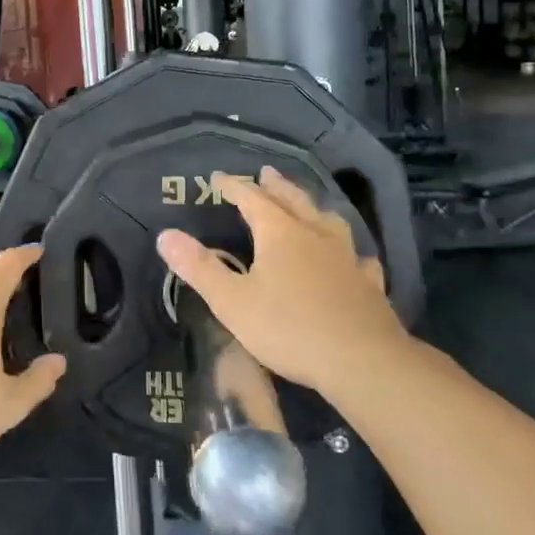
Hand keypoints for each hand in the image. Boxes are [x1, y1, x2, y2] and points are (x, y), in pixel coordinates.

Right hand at [156, 166, 405, 400]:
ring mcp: (346, 258)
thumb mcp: (232, 301)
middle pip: (293, 201)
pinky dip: (350, 252)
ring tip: (309, 206)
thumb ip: (199, 268)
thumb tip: (166, 235)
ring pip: (328, 222)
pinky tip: (355, 259)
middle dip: (276, 187)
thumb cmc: (289, 328)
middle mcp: (314, 235)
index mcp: (279, 234)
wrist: (362, 361)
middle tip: (266, 173)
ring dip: (313, 209)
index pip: (252, 199)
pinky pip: (358, 259)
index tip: (217, 178)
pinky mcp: (368, 285)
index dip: (234, 187)